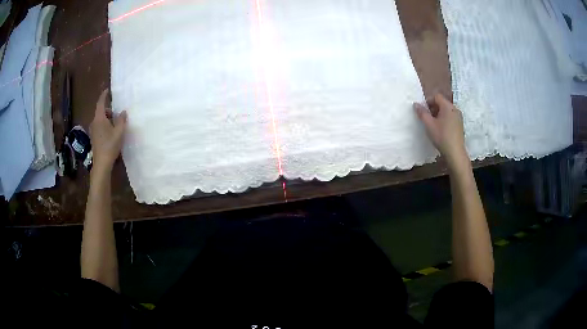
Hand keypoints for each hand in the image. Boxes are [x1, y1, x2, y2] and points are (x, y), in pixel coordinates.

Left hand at [89, 89, 126, 171]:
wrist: (101, 164)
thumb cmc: (110, 146)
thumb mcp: (119, 132)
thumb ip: (121, 120)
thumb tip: (123, 112)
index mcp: (99, 118)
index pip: (101, 103)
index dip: (104, 95)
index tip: (108, 90)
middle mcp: (94, 122)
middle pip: (101, 111)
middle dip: (108, 110)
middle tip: (117, 112)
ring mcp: (93, 131)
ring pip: (100, 120)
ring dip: (107, 118)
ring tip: (115, 123)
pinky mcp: (94, 138)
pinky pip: (99, 126)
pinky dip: (105, 125)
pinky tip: (111, 132)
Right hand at [414, 94, 467, 167]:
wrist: (455, 153)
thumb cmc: (442, 137)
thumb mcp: (429, 125)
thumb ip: (422, 113)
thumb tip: (416, 104)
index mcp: (448, 106)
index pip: (436, 97)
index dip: (428, 101)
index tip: (423, 110)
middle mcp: (455, 109)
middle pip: (442, 103)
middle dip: (433, 108)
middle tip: (427, 117)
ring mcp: (459, 117)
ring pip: (446, 111)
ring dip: (439, 114)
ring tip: (433, 124)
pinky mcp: (460, 125)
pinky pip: (451, 117)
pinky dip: (445, 119)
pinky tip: (441, 129)